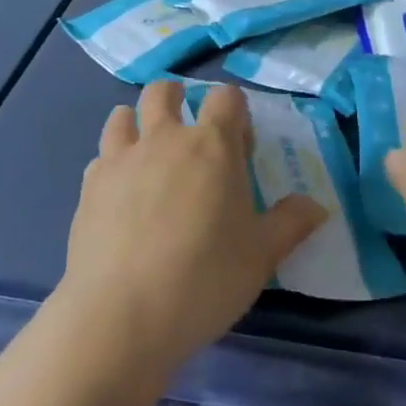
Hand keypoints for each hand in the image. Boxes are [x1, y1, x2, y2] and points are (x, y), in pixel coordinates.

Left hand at [58, 81, 324, 374]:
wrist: (121, 314)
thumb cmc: (205, 278)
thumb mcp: (261, 256)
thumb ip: (291, 223)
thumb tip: (317, 206)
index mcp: (212, 146)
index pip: (226, 98)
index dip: (235, 113)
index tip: (239, 147)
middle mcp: (164, 139)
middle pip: (164, 91)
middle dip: (178, 100)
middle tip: (190, 137)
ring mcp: (120, 158)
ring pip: (123, 115)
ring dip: (138, 123)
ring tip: (149, 156)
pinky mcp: (89, 185)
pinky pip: (101, 155)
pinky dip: (113, 161)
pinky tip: (121, 193)